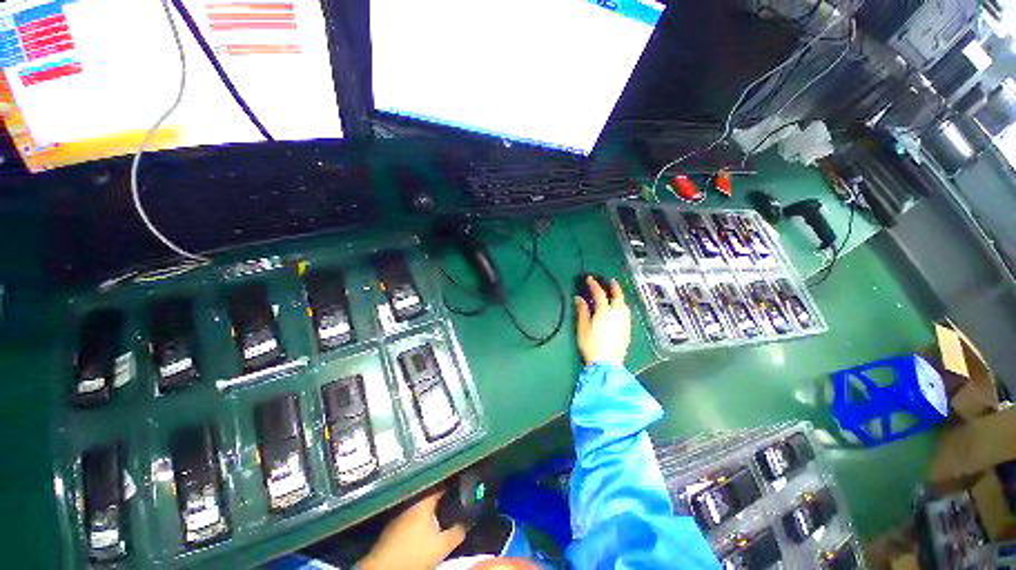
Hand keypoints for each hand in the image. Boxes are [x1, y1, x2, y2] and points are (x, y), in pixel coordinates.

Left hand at [358, 490, 465, 569]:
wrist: (383, 568)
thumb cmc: (414, 553)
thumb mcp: (442, 546)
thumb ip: (457, 532)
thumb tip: (468, 522)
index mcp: (424, 501)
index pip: (442, 484)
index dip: (453, 484)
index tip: (463, 484)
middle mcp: (411, 502)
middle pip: (431, 494)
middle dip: (442, 497)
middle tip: (455, 500)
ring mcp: (400, 514)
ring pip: (421, 505)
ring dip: (431, 508)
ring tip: (443, 513)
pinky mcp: (393, 526)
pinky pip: (412, 515)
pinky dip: (421, 518)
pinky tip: (426, 527)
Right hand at [575, 277, 630, 365]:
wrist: (606, 364)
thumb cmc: (591, 345)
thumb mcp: (582, 327)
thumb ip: (582, 311)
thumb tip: (579, 298)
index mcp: (605, 311)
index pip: (599, 293)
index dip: (594, 284)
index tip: (589, 279)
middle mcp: (617, 314)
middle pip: (618, 296)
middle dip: (614, 287)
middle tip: (610, 281)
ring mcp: (624, 322)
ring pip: (624, 304)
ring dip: (619, 296)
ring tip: (614, 294)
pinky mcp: (627, 330)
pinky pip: (626, 313)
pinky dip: (621, 306)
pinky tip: (618, 309)